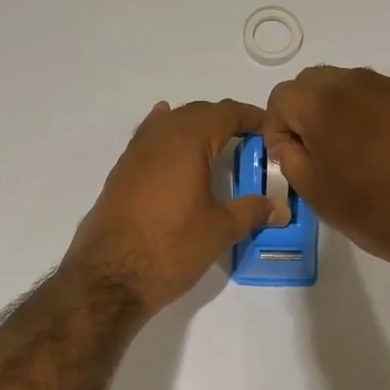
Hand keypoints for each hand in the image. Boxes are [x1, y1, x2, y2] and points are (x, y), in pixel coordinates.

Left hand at [65, 100, 274, 315]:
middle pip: (197, 114)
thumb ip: (252, 211)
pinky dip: (170, 143)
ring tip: (217, 149)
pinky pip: (151, 144)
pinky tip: (175, 154)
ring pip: (170, 126)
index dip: (251, 117)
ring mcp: (135, 153)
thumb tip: (281, 208)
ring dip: (195, 131)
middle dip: (224, 122)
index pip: (226, 113)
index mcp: (187, 140)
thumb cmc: (171, 247)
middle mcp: (158, 136)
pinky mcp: (121, 174)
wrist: (109, 277)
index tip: (271, 130)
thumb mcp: (219, 230)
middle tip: (249, 143)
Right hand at [265, 66, 389, 276]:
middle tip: (316, 154)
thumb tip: (290, 142)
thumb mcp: (315, 193)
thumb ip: (290, 158)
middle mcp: (355, 82)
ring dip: (336, 112)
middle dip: (304, 113)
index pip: (281, 97)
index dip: (277, 129)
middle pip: (312, 83)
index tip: (291, 159)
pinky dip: (367, 116)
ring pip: (346, 86)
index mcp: (323, 103)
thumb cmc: (374, 210)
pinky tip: (380, 152)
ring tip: (349, 154)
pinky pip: (377, 97)